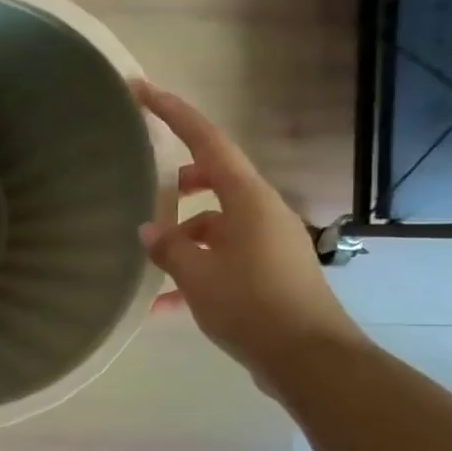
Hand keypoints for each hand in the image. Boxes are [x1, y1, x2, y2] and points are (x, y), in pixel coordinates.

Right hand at [136, 80, 366, 380]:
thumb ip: (169, 248)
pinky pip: (224, 257)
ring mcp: (267, 242)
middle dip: (177, 186)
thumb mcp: (198, 277)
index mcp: (247, 199)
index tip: (141, 90)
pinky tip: (166, 305)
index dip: (173, 112)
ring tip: (148, 266)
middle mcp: (261, 212)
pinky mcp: (269, 271)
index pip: (207, 140)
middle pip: (212, 180)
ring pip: (214, 224)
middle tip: (144, 193)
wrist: (310, 360)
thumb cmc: (253, 306)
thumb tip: (148, 231)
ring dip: (183, 239)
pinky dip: (197, 272)